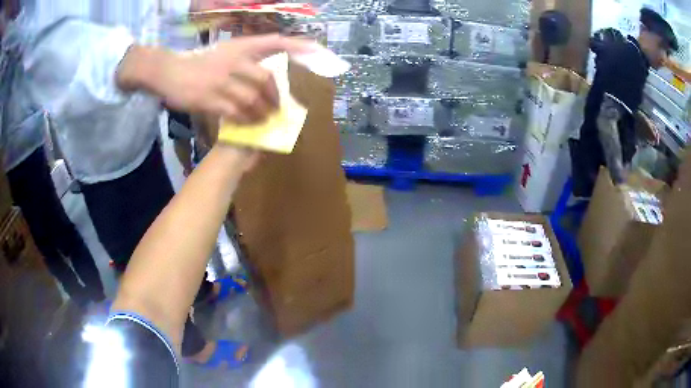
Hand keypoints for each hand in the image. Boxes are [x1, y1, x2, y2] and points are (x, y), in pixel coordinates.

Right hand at [117, 35, 319, 123]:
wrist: (168, 72)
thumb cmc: (197, 62)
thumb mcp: (223, 52)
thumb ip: (244, 60)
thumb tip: (266, 77)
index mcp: (239, 47)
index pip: (275, 42)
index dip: (298, 46)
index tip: (318, 52)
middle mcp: (233, 60)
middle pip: (266, 80)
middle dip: (275, 97)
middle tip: (278, 109)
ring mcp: (221, 80)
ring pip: (252, 99)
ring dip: (262, 113)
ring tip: (265, 120)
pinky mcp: (209, 99)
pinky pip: (235, 113)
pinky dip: (245, 120)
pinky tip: (248, 124)